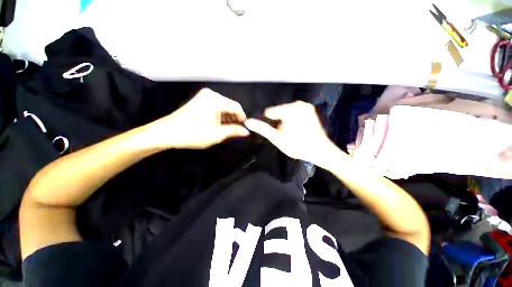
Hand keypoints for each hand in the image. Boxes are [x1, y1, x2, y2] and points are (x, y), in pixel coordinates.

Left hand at [144, 88, 249, 148]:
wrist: (167, 133)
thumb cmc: (193, 133)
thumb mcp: (217, 134)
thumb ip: (234, 131)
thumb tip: (246, 131)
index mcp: (215, 100)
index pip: (236, 106)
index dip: (242, 118)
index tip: (245, 128)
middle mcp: (210, 94)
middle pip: (230, 106)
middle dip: (234, 118)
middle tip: (237, 131)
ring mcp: (204, 97)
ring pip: (223, 107)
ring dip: (227, 118)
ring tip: (228, 130)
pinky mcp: (199, 101)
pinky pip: (215, 107)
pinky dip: (220, 116)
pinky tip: (219, 125)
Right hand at [244, 101, 336, 163]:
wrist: (321, 151)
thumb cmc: (298, 145)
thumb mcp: (277, 138)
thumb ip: (262, 129)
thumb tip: (247, 121)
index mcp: (289, 108)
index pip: (269, 112)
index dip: (269, 124)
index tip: (275, 133)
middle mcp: (298, 103)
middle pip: (278, 112)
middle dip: (278, 122)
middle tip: (284, 135)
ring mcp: (306, 106)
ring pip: (286, 113)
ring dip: (285, 122)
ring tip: (291, 133)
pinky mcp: (310, 110)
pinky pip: (295, 113)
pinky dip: (293, 120)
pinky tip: (297, 130)